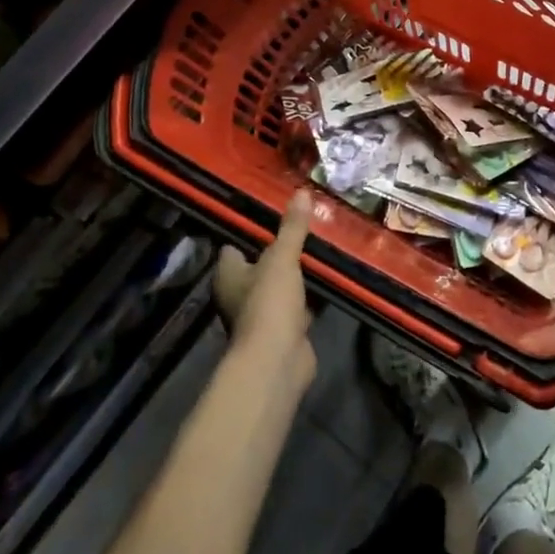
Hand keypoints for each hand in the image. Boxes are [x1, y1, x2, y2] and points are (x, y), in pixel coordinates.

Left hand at [212, 191, 315, 387]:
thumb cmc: (269, 303)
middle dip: (279, 251)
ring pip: (279, 286)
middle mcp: (238, 294)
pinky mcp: (282, 331)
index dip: (251, 230)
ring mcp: (260, 315)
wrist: (277, 361)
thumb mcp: (282, 257)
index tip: (275, 213)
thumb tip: (302, 192)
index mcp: (227, 274)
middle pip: (258, 265)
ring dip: (296, 275)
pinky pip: (296, 306)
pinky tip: (327, 281)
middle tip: (304, 228)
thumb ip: (292, 227)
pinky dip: (308, 297)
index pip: (234, 245)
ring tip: (320, 249)